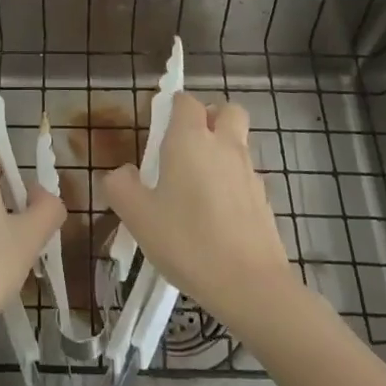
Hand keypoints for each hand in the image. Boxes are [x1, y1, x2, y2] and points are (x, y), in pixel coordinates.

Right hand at [102, 92, 297, 328]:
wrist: (249, 285)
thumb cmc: (187, 241)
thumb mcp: (137, 215)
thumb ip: (120, 186)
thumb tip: (123, 172)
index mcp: (190, 139)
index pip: (185, 101)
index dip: (172, 107)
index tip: (158, 129)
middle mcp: (224, 145)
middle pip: (226, 110)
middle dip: (209, 116)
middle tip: (187, 144)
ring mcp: (249, 172)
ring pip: (238, 142)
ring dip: (222, 149)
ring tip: (197, 184)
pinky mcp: (264, 199)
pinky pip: (245, 175)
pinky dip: (232, 181)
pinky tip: (216, 214)